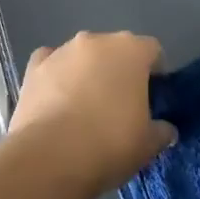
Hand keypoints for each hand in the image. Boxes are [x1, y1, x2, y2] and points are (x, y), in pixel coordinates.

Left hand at [9, 31, 174, 195]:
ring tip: (84, 109)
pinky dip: (55, 76)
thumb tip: (165, 129)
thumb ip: (161, 131)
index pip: (152, 51)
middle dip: (119, 71)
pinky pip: (51, 63)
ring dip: (87, 73)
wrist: (50, 158)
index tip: (152, 99)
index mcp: (131, 50)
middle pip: (115, 50)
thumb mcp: (148, 145)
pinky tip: (56, 100)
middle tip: (120, 106)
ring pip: (83, 56)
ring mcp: (62, 51)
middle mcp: (96, 40)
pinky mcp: (33, 67)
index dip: (155, 73)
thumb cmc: (110, 144)